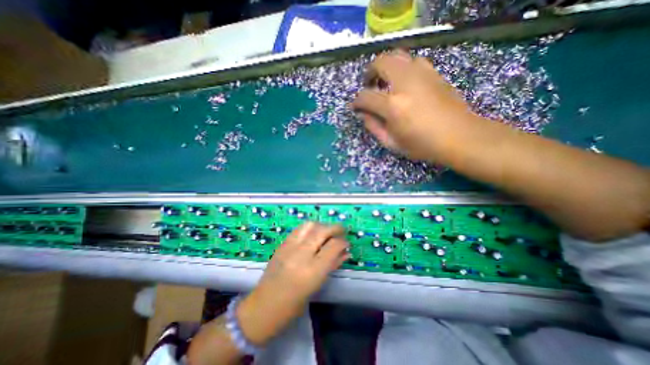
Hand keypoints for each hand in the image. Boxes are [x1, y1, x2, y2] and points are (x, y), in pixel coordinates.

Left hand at [239, 222, 350, 343]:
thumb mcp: (317, 286)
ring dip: (322, 225)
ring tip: (327, 232)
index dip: (343, 242)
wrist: (263, 306)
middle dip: (336, 228)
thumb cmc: (294, 304)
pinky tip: (313, 234)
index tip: (346, 244)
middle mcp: (301, 254)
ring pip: (310, 225)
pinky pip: (299, 229)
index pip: (333, 246)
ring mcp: (290, 247)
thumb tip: (346, 252)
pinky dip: (310, 228)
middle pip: (323, 231)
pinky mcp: (282, 244)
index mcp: (312, 271)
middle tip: (341, 232)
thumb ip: (333, 265)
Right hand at [350, 48, 481, 160]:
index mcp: (393, 106)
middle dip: (369, 73)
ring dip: (386, 67)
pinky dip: (403, 67)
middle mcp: (405, 84)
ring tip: (386, 82)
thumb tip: (363, 114)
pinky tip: (404, 82)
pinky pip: (413, 61)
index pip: (365, 96)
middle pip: (380, 63)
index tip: (355, 107)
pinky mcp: (433, 73)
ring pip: (397, 56)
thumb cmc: (422, 145)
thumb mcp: (392, 143)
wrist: (459, 136)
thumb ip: (373, 127)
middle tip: (369, 85)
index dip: (356, 101)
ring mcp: (422, 74)